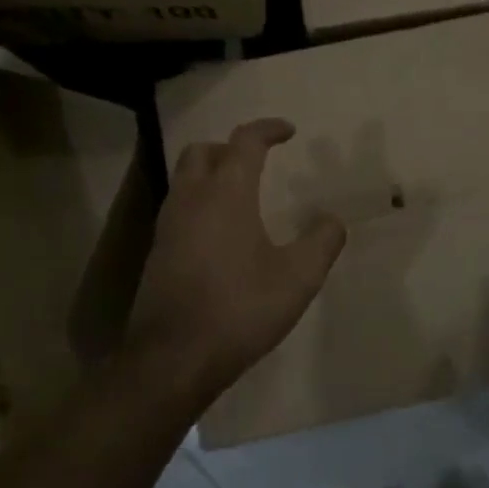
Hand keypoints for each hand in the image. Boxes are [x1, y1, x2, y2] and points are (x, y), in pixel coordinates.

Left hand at [127, 119, 346, 407]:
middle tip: (257, 162)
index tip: (289, 131)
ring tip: (241, 197)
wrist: (173, 358)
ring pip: (185, 179)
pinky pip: (179, 208)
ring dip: (211, 175)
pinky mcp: (157, 253)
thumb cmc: (240, 308)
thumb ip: (322, 241)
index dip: (268, 129)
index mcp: (226, 193)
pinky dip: (200, 203)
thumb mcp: (298, 278)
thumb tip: (331, 219)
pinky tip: (221, 236)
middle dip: (231, 148)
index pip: (245, 142)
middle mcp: (191, 199)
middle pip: (202, 151)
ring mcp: (168, 226)